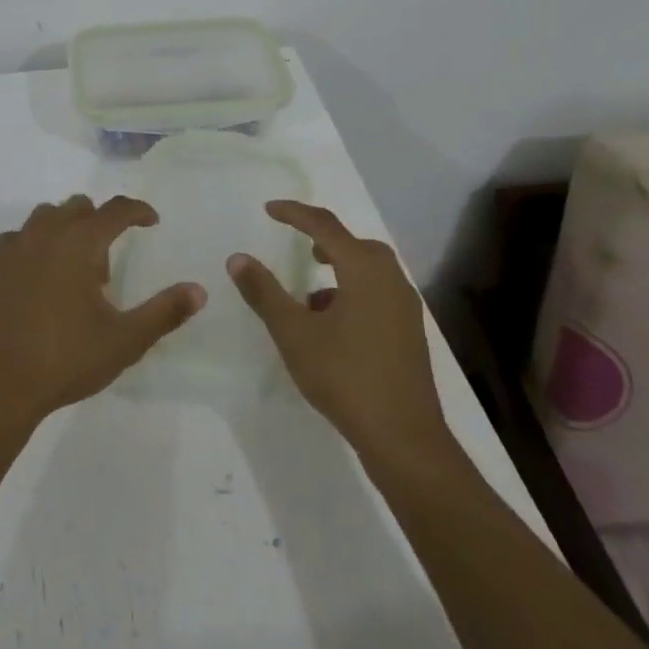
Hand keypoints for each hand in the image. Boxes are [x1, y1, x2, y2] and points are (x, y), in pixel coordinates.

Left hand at [0, 195, 205, 431]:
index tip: (152, 221)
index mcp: (80, 241)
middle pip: (80, 207)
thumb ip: (164, 312)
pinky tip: (42, 276)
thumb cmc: (65, 358)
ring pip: (48, 216)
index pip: (116, 209)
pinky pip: (22, 236)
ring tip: (75, 270)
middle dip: (100, 223)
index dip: (138, 211)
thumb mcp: (124, 340)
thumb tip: (199, 291)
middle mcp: (47, 232)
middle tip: (108, 263)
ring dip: (68, 228)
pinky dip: (38, 243)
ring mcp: (15, 245)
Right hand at [227, 201, 451, 459]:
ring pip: (367, 270)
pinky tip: (332, 326)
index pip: (324, 225)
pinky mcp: (409, 332)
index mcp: (364, 269)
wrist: (405, 439)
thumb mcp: (294, 334)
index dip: (294, 213)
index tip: (269, 209)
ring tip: (309, 294)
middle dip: (322, 239)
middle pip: (353, 244)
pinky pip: (377, 293)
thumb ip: (264, 293)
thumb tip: (238, 258)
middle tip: (297, 245)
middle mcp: (390, 278)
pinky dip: (352, 293)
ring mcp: (405, 306)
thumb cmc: (346, 377)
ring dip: (337, 269)